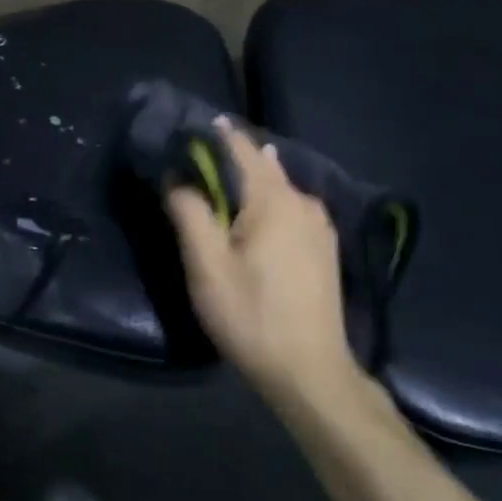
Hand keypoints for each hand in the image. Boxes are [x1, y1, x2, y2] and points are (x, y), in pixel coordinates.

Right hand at [167, 124, 358, 404]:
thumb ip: (189, 213)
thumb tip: (176, 176)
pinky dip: (268, 201)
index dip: (214, 134)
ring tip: (222, 180)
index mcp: (274, 199)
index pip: (241, 148)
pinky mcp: (325, 247)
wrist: (311, 373)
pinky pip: (291, 207)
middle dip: (231, 158)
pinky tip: (256, 212)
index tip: (188, 127)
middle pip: (262, 166)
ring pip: (278, 188)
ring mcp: (320, 225)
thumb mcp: (207, 266)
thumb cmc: (252, 315)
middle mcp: (303, 201)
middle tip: (197, 158)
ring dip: (250, 181)